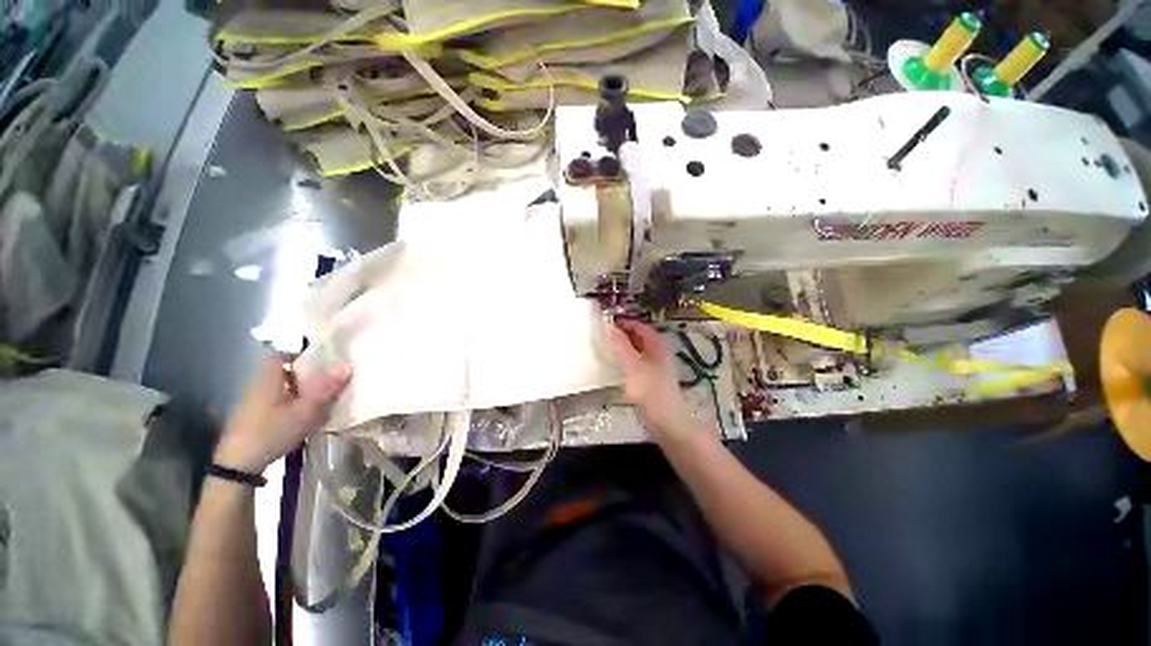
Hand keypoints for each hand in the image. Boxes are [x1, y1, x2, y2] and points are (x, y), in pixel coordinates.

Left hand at [215, 354, 351, 472]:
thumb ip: (326, 388)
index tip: (322, 355)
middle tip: (330, 376)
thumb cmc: (271, 432)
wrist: (238, 465)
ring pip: (282, 385)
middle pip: (284, 369)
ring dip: (300, 388)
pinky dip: (292, 400)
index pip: (281, 352)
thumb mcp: (305, 412)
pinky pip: (277, 398)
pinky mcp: (253, 414)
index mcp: (269, 377)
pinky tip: (304, 413)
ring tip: (322, 396)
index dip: (300, 350)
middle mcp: (258, 383)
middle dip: (306, 371)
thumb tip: (347, 364)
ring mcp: (254, 399)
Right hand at [606, 319, 709, 444]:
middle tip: (603, 334)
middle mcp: (658, 353)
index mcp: (657, 345)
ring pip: (637, 351)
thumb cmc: (650, 388)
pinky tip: (615, 365)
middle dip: (622, 334)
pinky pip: (636, 363)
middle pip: (639, 337)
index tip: (607, 322)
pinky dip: (625, 360)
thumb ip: (620, 345)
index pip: (640, 326)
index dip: (624, 322)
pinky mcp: (651, 380)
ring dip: (623, 347)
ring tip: (606, 347)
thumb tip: (609, 326)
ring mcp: (655, 367)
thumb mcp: (633, 364)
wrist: (665, 419)